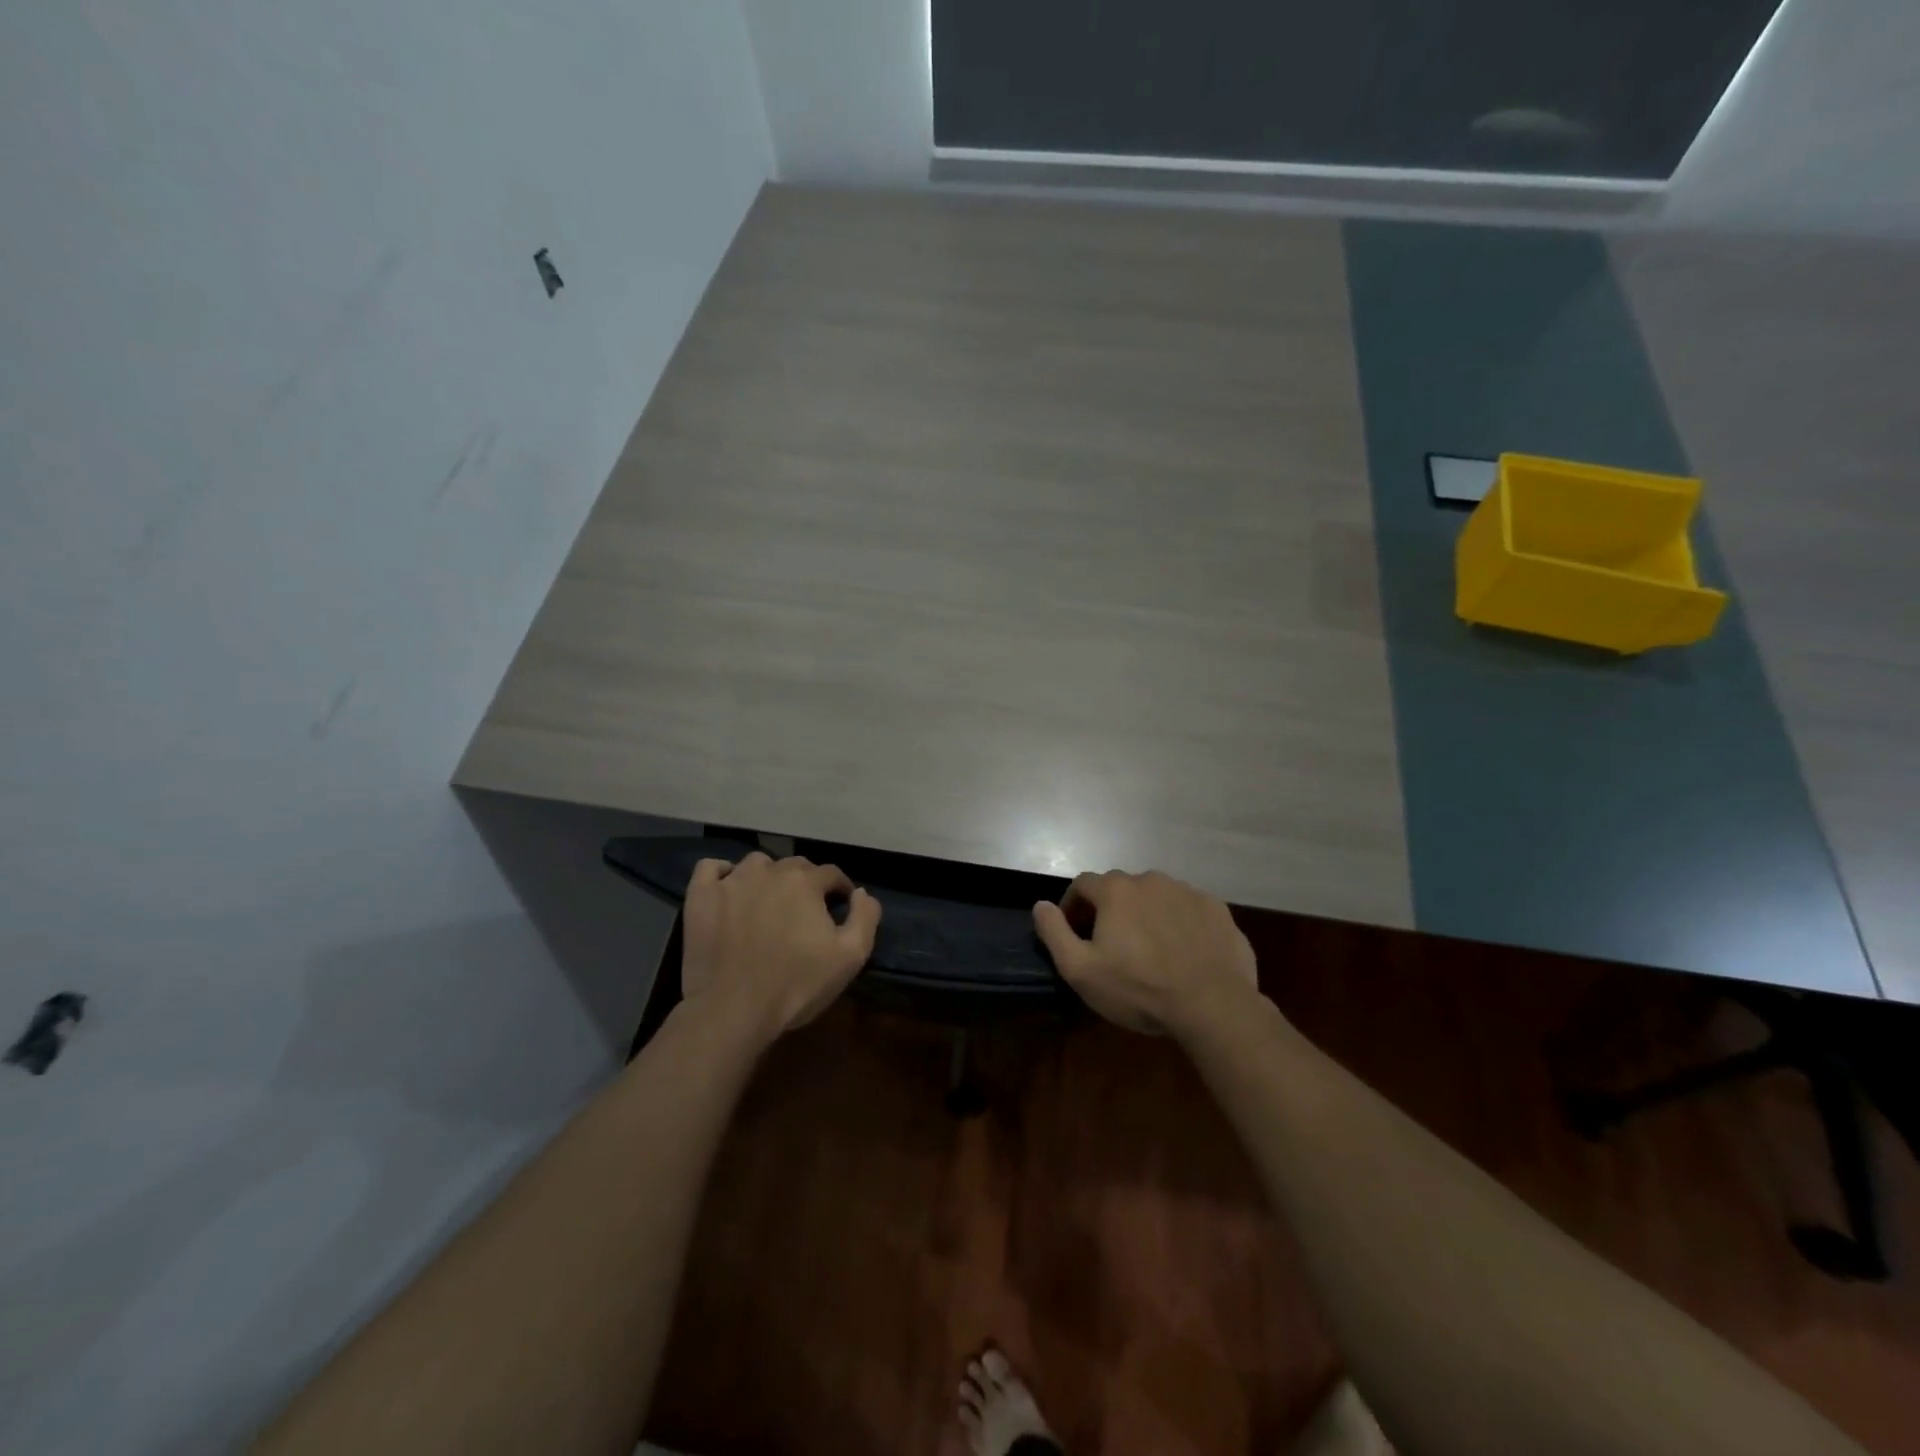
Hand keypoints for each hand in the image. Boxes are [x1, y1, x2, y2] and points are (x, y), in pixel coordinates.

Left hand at [681, 852, 880, 1044]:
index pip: (831, 873)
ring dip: (767, 878)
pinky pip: (710, 868)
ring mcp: (731, 881)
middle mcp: (769, 871)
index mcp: (805, 881)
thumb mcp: (850, 956)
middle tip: (804, 913)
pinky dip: (722, 875)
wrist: (733, 1010)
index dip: (840, 890)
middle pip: (794, 866)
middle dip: (805, 884)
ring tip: (767, 903)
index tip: (841, 907)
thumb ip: (865, 917)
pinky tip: (728, 892)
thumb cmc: (796, 984)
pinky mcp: (700, 897)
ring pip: (756, 865)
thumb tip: (862, 893)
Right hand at [1032, 870, 1257, 1038]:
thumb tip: (1040, 905)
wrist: (1213, 1005)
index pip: (1082, 884)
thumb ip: (1054, 932)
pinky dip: (1179, 922)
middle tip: (1111, 944)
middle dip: (1110, 909)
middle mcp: (1150, 880)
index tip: (1074, 932)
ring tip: (1150, 948)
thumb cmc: (1139, 988)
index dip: (1073, 906)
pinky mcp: (1217, 909)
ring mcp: (1187, 891)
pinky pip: (1187, 909)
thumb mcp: (1081, 970)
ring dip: (1146, 914)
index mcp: (1115, 890)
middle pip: (1120, 887)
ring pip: (1156, 896)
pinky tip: (1183, 951)